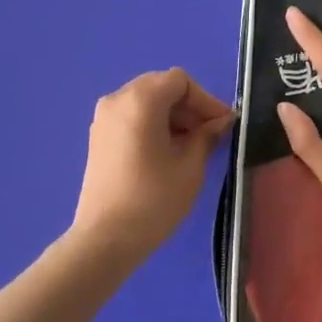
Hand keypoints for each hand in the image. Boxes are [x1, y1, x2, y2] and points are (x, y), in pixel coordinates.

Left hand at [70, 69, 235, 262]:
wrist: (105, 239)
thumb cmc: (154, 200)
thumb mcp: (190, 166)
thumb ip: (207, 135)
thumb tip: (222, 121)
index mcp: (140, 100)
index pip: (180, 82)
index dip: (206, 100)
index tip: (223, 125)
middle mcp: (117, 99)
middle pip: (161, 86)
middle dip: (189, 107)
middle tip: (210, 134)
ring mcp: (103, 118)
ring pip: (146, 101)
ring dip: (172, 116)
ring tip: (191, 146)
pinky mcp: (98, 137)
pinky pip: (131, 116)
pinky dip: (153, 124)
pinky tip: (167, 152)